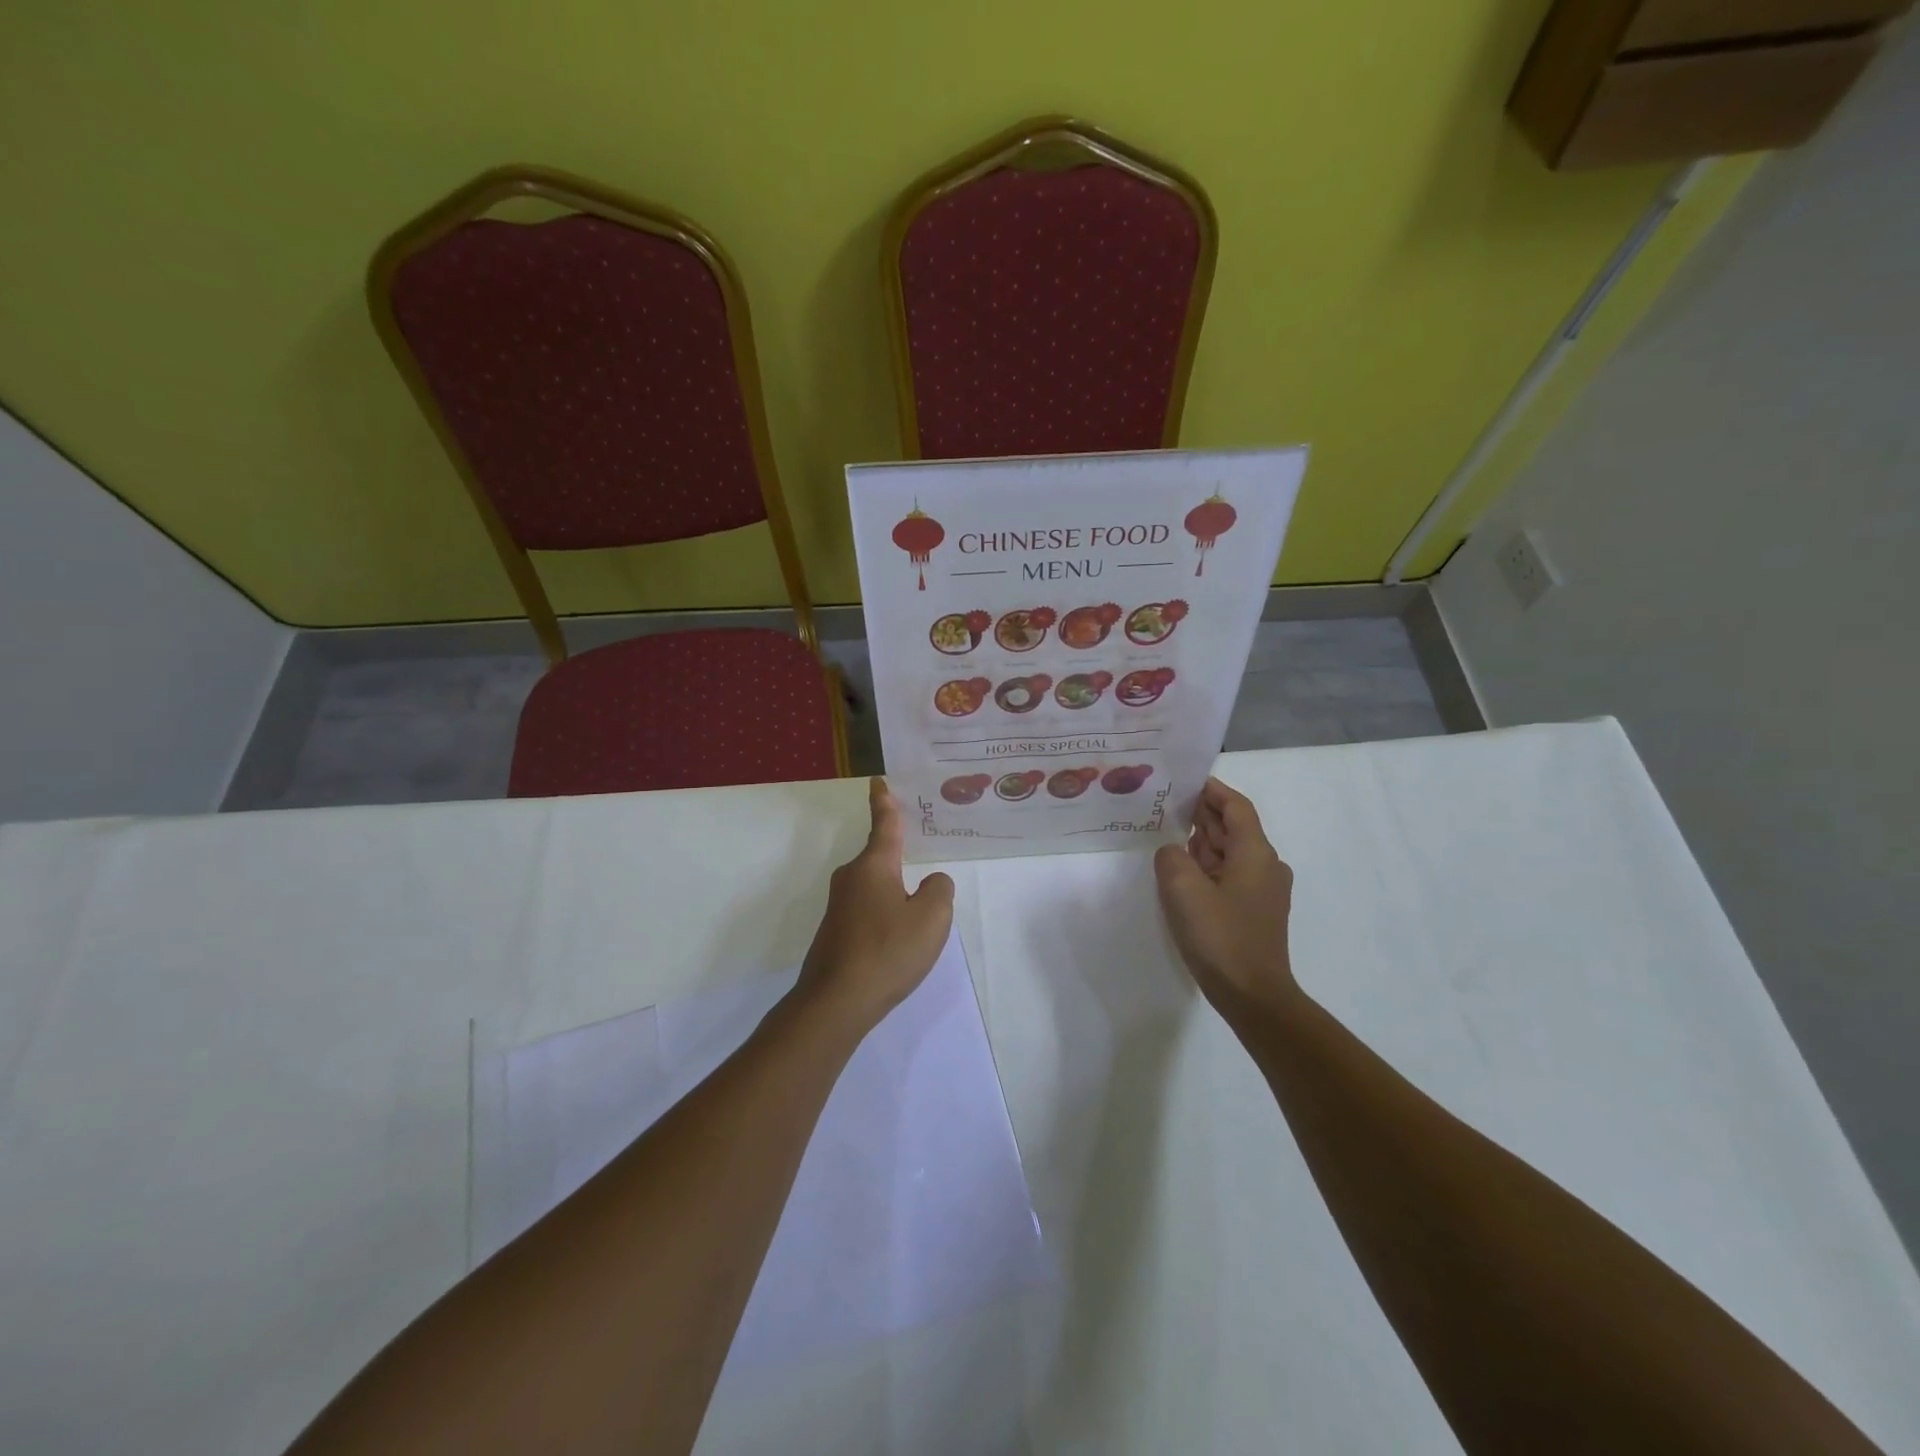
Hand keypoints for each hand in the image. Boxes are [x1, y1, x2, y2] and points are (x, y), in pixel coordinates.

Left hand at [794, 778, 955, 1036]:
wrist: (836, 1002)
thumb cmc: (887, 951)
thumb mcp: (932, 918)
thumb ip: (939, 890)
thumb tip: (932, 883)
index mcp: (874, 866)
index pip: (884, 825)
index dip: (885, 802)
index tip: (878, 781)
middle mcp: (851, 878)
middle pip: (881, 859)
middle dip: (900, 860)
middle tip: (924, 862)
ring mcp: (839, 907)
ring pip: (876, 889)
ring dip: (895, 896)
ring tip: (917, 918)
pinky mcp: (835, 933)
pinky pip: (868, 912)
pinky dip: (885, 918)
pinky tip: (897, 943)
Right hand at [1154, 778, 1298, 1025]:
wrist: (1253, 996)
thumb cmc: (1220, 936)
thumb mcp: (1182, 888)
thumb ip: (1171, 857)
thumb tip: (1173, 852)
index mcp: (1255, 852)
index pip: (1235, 806)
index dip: (1212, 790)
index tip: (1185, 780)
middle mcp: (1266, 865)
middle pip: (1234, 827)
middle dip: (1202, 815)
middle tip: (1167, 805)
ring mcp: (1263, 891)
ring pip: (1230, 853)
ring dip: (1203, 842)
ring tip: (1168, 835)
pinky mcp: (1255, 912)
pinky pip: (1229, 876)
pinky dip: (1207, 866)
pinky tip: (1182, 874)